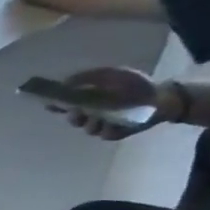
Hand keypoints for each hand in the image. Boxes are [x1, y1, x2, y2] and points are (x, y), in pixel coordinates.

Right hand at [53, 66, 176, 141]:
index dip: (55, 105)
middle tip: (78, 112)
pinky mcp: (115, 133)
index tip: (49, 104)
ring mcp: (102, 125)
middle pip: (73, 119)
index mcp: (88, 99)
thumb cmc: (134, 84)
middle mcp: (92, 113)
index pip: (65, 104)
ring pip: (88, 129)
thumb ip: (87, 77)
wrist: (160, 97)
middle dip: (74, 116)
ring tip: (101, 118)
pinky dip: (109, 129)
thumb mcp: (110, 74)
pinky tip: (116, 123)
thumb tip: (64, 81)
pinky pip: (105, 134)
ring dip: (92, 123)